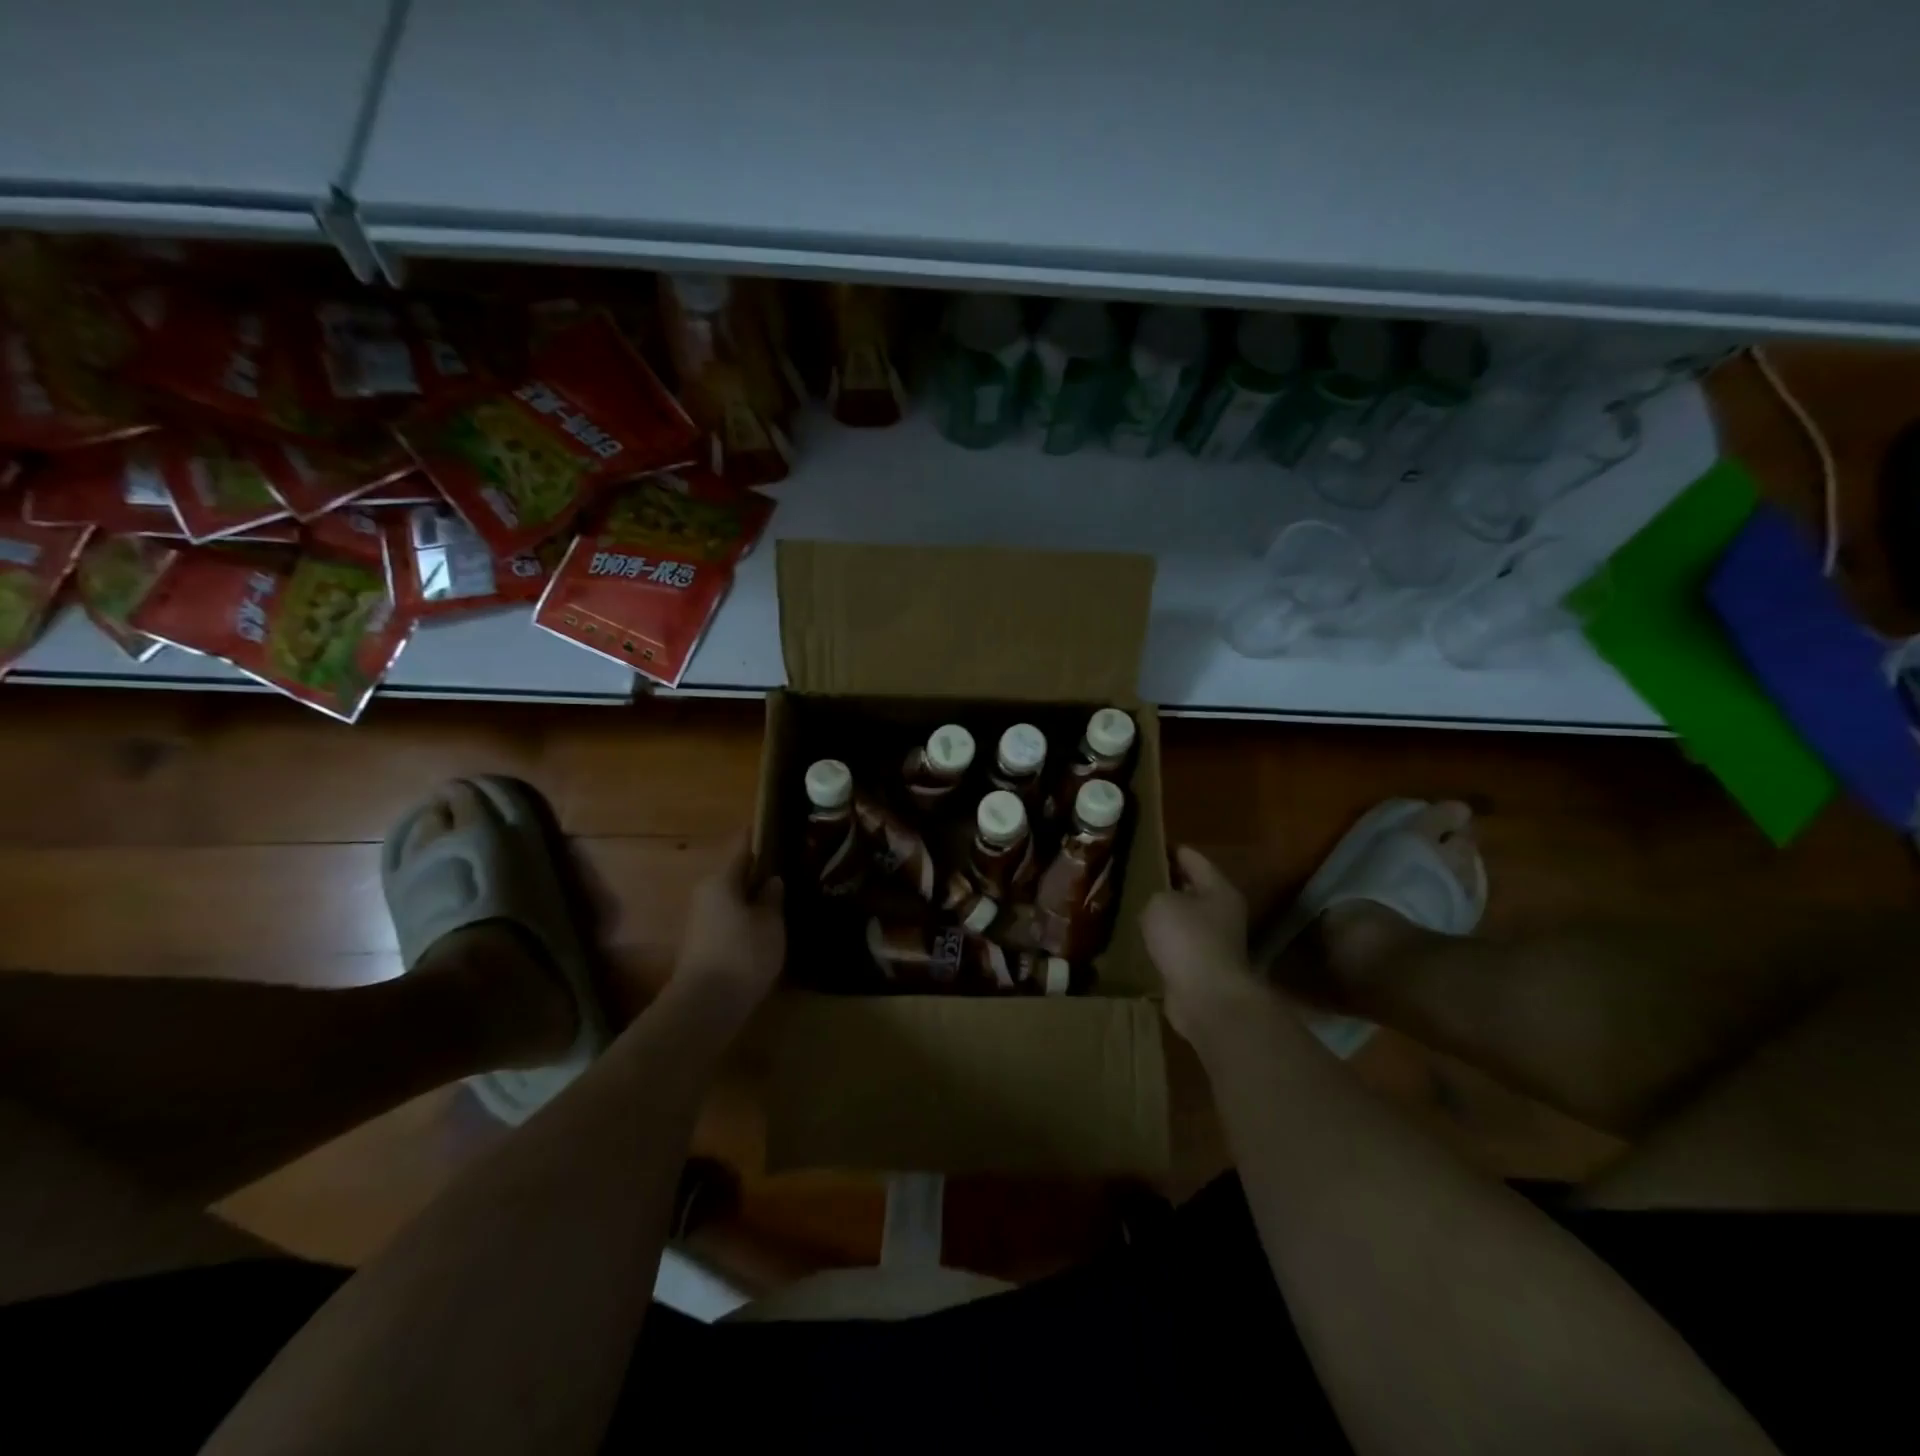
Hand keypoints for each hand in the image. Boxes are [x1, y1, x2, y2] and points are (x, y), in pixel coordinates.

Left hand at [673, 833, 784, 1015]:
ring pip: (732, 897)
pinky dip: (745, 917)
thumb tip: (772, 880)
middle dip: (759, 872)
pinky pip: (728, 918)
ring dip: (753, 897)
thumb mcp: (770, 923)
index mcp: (722, 880)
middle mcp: (706, 893)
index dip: (759, 837)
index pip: (743, 847)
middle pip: (736, 874)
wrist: (706, 1005)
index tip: (777, 828)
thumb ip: (772, 897)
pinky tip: (766, 927)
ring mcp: (700, 919)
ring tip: (782, 899)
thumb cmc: (743, 954)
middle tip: (789, 870)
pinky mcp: (702, 942)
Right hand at [1144, 846, 1267, 1042]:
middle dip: (1167, 884)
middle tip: (1135, 876)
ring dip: (1164, 916)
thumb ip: (1155, 895)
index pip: (1194, 859)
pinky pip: (1178, 946)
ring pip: (1184, 920)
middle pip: (1192, 889)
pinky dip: (1162, 943)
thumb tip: (1157, 904)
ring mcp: (1215, 943)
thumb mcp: (1161, 903)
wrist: (1206, 999)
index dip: (1171, 850)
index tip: (1149, 845)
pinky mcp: (1202, 968)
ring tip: (1133, 907)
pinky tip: (1141, 939)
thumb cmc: (1187, 939)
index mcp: (1219, 890)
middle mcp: (1222, 913)